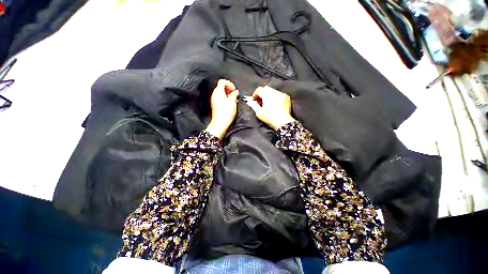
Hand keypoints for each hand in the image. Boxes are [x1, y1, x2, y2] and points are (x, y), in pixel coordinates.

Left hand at [205, 79, 238, 138]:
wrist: (220, 123)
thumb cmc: (226, 112)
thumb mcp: (232, 101)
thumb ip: (234, 94)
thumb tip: (236, 92)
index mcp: (218, 91)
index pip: (222, 81)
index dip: (229, 84)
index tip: (234, 90)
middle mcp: (215, 94)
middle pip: (222, 87)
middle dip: (230, 89)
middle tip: (235, 95)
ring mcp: (214, 99)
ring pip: (222, 93)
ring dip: (229, 95)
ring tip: (234, 100)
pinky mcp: (215, 104)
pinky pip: (221, 98)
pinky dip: (226, 98)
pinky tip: (231, 104)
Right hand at [244, 86, 294, 129]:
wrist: (283, 122)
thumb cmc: (270, 118)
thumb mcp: (259, 113)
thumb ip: (253, 105)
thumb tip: (249, 101)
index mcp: (267, 96)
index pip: (259, 89)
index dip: (255, 94)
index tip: (255, 99)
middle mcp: (275, 93)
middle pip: (266, 88)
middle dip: (262, 93)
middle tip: (261, 101)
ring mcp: (281, 94)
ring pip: (272, 90)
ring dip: (268, 94)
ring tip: (268, 102)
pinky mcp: (286, 97)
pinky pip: (279, 93)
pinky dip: (275, 96)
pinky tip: (275, 103)